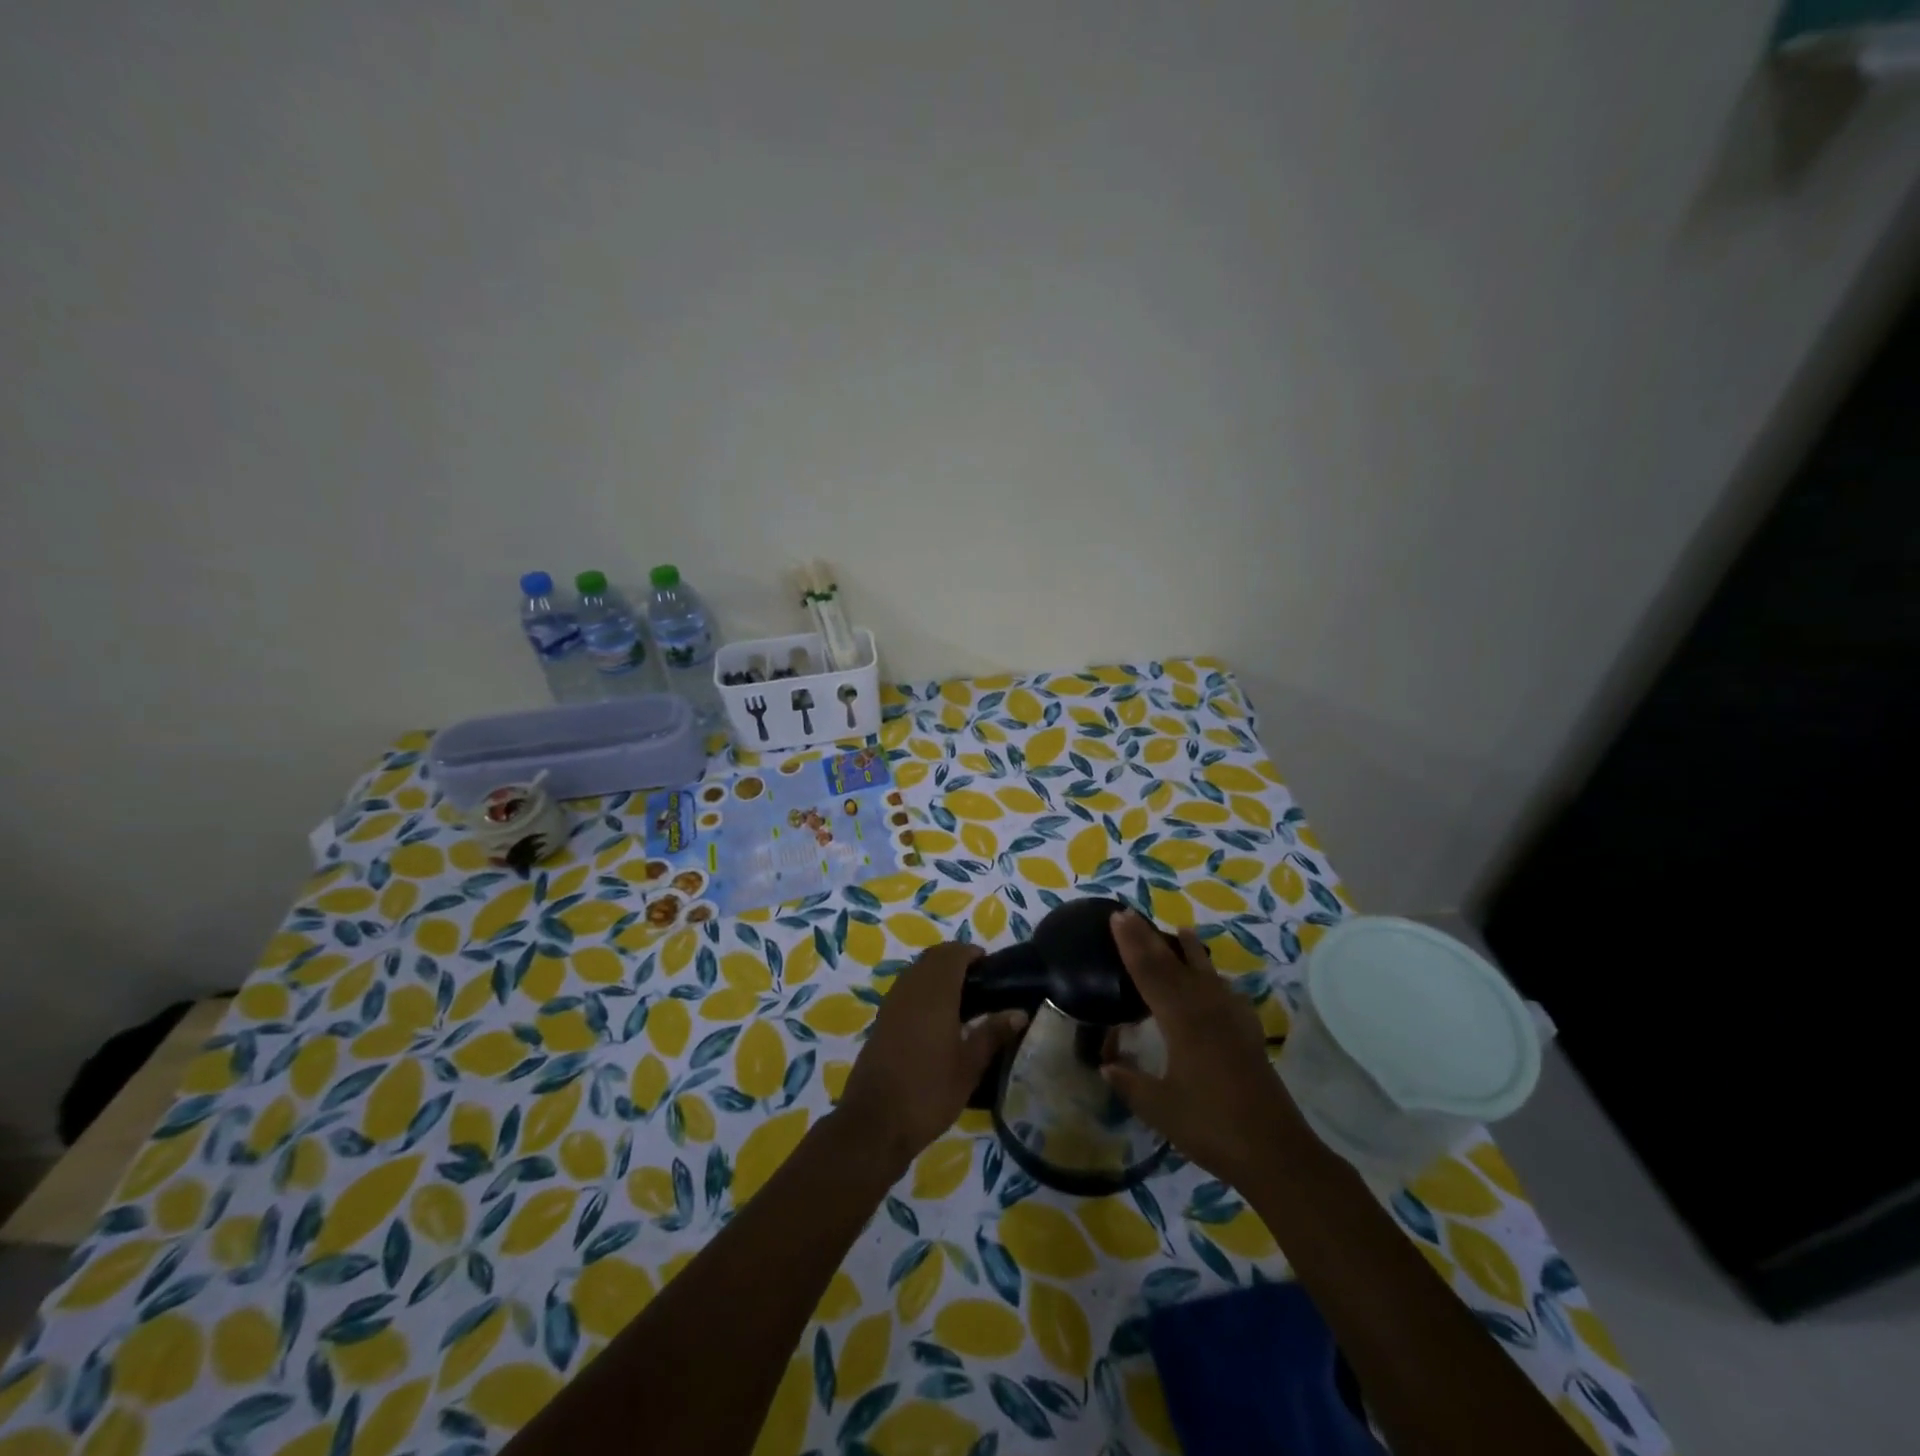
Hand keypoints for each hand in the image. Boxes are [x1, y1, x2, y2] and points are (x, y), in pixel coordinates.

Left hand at [838, 942, 1027, 1170]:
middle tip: (980, 982)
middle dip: (955, 960)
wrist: (875, 1122)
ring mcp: (891, 1003)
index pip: (953, 954)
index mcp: (935, 993)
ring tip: (962, 999)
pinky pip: (905, 989)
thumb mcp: (969, 1066)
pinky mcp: (881, 1020)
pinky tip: (937, 1019)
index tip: (991, 968)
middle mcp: (910, 988)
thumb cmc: (929, 1092)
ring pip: (916, 971)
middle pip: (933, 958)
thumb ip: (993, 1034)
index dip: (972, 953)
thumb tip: (1019, 1012)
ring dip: (937, 974)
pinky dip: (922, 990)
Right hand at [1101, 910, 1313, 1188]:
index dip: (1131, 944)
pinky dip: (1215, 978)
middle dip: (1150, 938)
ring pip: (1204, 973)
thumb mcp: (1159, 1108)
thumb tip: (1105, 1064)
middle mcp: (1205, 1009)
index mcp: (1181, 1021)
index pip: (1149, 972)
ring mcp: (1231, 1019)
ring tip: (1180, 931)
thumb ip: (1130, 1082)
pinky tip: (1216, 979)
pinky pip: (1226, 992)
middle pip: (1173, 965)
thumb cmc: (1211, 1127)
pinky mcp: (1247, 1033)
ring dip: (1188, 951)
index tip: (1117, 916)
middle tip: (1131, 913)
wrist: (1276, 1151)